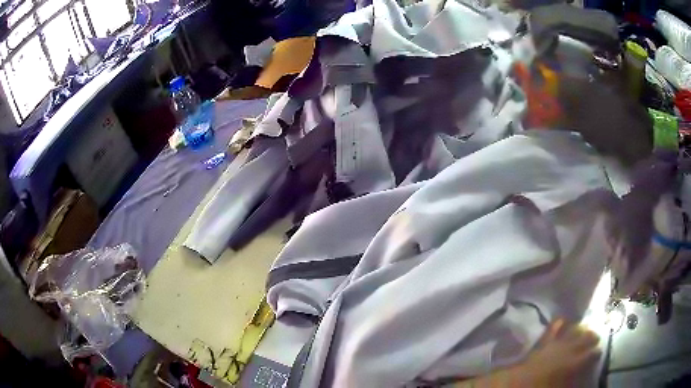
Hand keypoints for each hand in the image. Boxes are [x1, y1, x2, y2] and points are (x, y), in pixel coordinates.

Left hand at [517, 320, 601, 386]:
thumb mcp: (563, 386)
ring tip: (585, 328)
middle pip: (586, 338)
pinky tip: (564, 320)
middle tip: (597, 337)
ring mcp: (557, 342)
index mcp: (576, 362)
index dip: (597, 352)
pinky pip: (554, 327)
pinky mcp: (544, 340)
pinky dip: (560, 323)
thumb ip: (574, 381)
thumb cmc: (544, 386)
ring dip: (580, 329)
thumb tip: (581, 379)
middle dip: (592, 337)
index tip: (600, 351)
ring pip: (573, 330)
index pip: (592, 353)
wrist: (520, 383)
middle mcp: (570, 348)